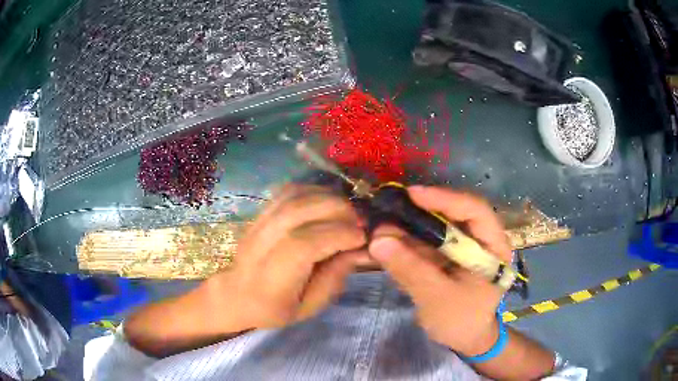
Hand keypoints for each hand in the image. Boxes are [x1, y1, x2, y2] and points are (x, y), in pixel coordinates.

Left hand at [203, 184, 368, 332]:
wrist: (237, 294)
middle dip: (336, 210)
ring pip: (292, 197)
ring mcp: (255, 225)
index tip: (362, 237)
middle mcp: (258, 247)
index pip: (301, 246)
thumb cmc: (276, 308)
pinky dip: (313, 191)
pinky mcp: (258, 213)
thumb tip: (361, 248)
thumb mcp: (309, 307)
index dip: (336, 235)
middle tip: (360, 221)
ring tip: (348, 211)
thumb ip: (334, 278)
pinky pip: (287, 192)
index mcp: (270, 282)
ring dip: (327, 197)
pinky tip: (328, 203)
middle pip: (296, 213)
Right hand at [368, 185, 511, 356]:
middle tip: (389, 209)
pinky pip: (427, 242)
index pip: (475, 211)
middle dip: (421, 212)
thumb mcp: (438, 298)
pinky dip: (407, 241)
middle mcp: (480, 239)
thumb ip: (411, 270)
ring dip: (409, 226)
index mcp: (493, 246)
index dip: (445, 198)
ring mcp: (463, 247)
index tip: (413, 194)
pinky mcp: (448, 256)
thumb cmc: (462, 321)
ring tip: (381, 227)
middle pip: (453, 214)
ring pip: (437, 227)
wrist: (465, 339)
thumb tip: (377, 240)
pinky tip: (386, 242)